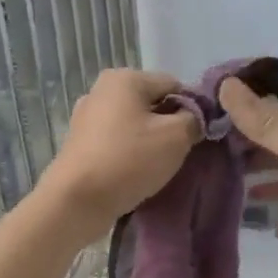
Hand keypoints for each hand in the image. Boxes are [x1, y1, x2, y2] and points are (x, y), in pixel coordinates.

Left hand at [42, 69, 200, 235]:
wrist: (77, 200)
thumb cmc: (130, 160)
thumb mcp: (176, 136)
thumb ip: (194, 119)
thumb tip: (195, 117)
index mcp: (125, 78)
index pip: (174, 85)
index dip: (192, 108)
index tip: (199, 135)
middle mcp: (101, 89)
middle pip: (152, 103)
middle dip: (170, 125)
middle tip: (181, 152)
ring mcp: (87, 117)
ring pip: (134, 123)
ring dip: (150, 141)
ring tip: (159, 166)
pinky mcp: (80, 143)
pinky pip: (117, 141)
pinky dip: (130, 152)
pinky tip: (136, 172)